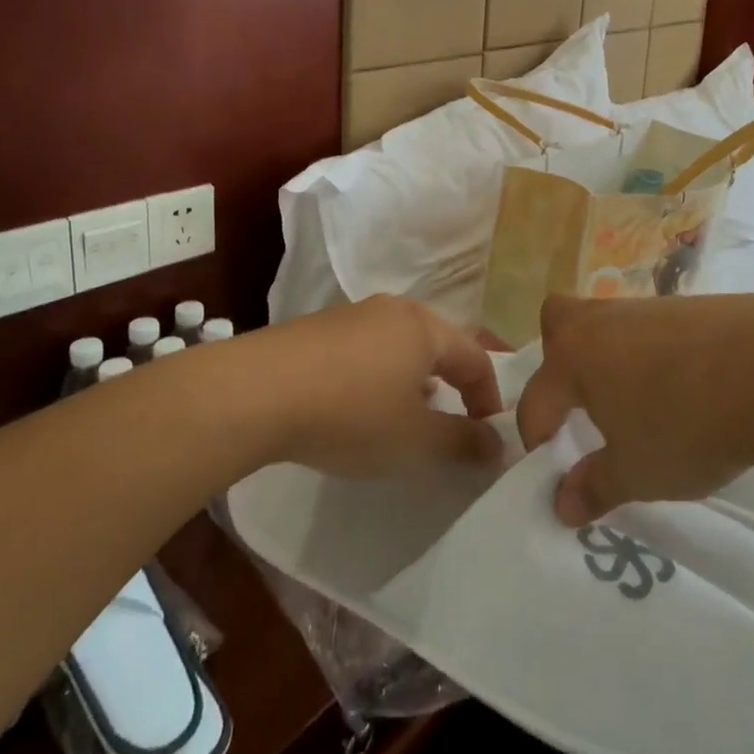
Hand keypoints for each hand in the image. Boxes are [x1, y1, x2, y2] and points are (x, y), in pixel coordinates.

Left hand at [242, 296, 502, 477]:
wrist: (256, 392)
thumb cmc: (351, 413)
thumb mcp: (415, 439)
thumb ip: (463, 441)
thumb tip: (496, 443)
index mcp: (424, 327)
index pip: (475, 358)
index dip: (488, 398)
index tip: (486, 438)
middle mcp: (392, 310)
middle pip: (437, 344)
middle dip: (450, 384)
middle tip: (451, 421)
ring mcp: (351, 314)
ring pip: (399, 345)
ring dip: (412, 380)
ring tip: (404, 415)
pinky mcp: (317, 327)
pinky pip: (364, 348)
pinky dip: (376, 375)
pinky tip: (356, 404)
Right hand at [516, 292, 753, 525]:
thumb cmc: (690, 424)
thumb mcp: (639, 472)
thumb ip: (594, 487)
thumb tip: (561, 505)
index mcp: (573, 358)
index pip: (535, 400)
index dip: (536, 440)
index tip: (554, 472)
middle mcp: (598, 323)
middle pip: (556, 321)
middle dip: (557, 358)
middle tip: (581, 400)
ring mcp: (644, 308)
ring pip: (605, 321)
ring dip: (608, 356)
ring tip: (639, 400)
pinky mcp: (686, 306)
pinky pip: (649, 326)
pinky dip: (652, 352)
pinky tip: (684, 384)